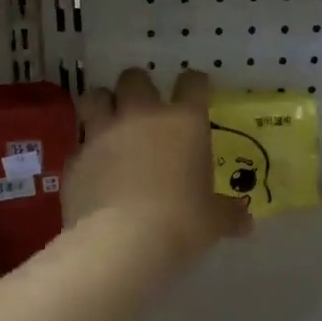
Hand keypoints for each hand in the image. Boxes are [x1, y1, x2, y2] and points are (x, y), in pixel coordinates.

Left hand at [69, 69, 250, 265]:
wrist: (121, 242)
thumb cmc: (180, 223)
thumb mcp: (213, 221)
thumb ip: (228, 214)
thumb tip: (246, 222)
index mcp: (183, 122)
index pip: (192, 83)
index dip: (195, 84)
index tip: (197, 92)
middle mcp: (141, 116)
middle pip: (134, 78)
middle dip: (138, 87)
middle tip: (144, 107)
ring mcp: (102, 134)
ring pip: (95, 97)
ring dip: (102, 104)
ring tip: (109, 121)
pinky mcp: (75, 159)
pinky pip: (78, 144)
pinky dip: (86, 151)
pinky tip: (93, 169)